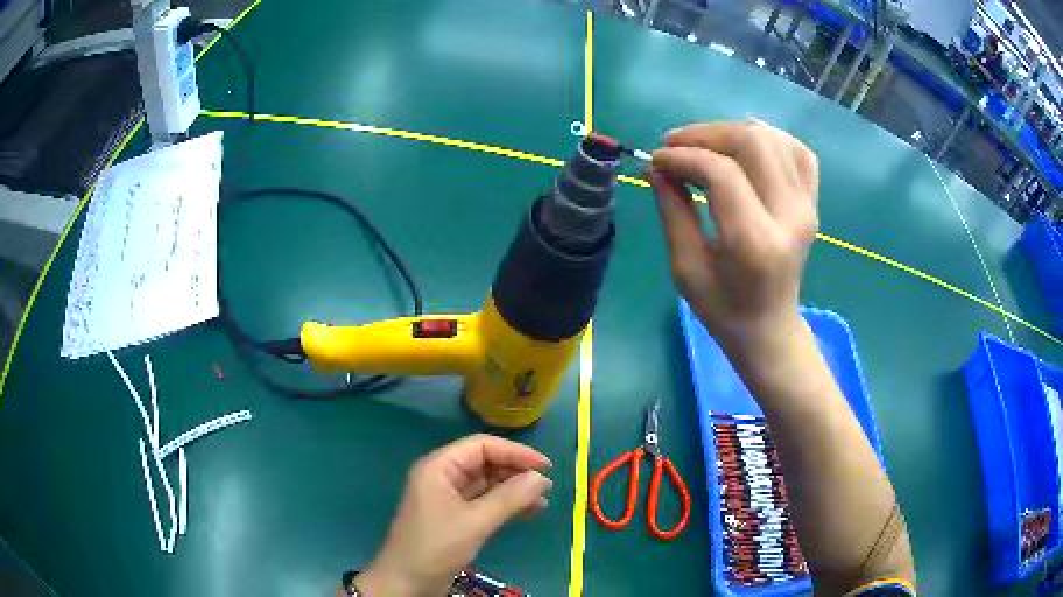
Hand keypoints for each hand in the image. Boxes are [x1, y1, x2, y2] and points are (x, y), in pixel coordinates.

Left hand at [352, 435, 552, 596]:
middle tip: (546, 486)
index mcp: (439, 467)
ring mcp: (448, 497)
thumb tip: (541, 478)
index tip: (545, 467)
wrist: (406, 583)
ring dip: (513, 490)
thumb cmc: (435, 547)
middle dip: (515, 472)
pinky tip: (528, 512)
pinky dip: (505, 505)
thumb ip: (508, 498)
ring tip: (542, 501)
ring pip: (487, 484)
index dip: (515, 453)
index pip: (481, 447)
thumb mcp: (474, 523)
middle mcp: (443, 476)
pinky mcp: (454, 517)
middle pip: (484, 463)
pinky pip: (484, 502)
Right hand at [648, 120, 818, 352]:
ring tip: (705, 146)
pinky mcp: (813, 203)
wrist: (770, 328)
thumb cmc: (722, 308)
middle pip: (753, 143)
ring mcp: (807, 207)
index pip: (721, 173)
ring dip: (733, 132)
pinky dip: (770, 138)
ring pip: (774, 139)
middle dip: (707, 134)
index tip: (656, 159)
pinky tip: (746, 148)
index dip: (683, 156)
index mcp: (755, 242)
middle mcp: (789, 217)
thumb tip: (654, 165)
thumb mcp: (685, 267)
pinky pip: (798, 152)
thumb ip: (672, 210)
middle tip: (676, 146)